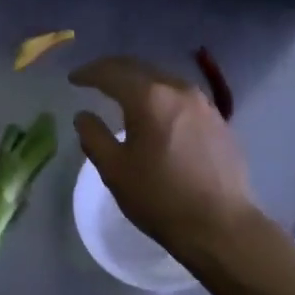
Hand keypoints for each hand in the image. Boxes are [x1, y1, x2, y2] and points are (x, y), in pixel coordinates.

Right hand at [70, 55, 259, 254]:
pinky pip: (182, 98)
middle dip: (114, 71)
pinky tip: (156, 114)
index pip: (112, 72)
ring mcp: (203, 104)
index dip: (89, 73)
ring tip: (123, 94)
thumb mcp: (114, 170)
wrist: (220, 225)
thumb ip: (93, 137)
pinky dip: (161, 98)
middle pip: (140, 69)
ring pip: (163, 81)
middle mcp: (178, 90)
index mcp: (149, 97)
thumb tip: (84, 116)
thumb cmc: (159, 198)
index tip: (74, 79)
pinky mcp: (218, 120)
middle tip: (94, 78)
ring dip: (140, 82)